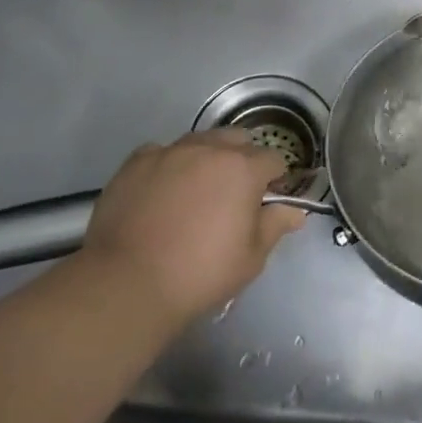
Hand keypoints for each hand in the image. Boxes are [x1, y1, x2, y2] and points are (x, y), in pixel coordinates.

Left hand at [75, 130, 306, 323]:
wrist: (126, 282)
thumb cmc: (199, 273)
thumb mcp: (250, 258)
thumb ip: (274, 226)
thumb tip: (294, 211)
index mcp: (243, 169)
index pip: (274, 159)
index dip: (276, 178)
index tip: (269, 199)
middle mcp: (209, 149)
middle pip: (237, 140)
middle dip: (243, 159)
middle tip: (235, 193)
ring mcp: (170, 151)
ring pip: (200, 141)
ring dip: (207, 158)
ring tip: (197, 190)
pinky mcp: (136, 162)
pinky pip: (162, 153)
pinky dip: (169, 166)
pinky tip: (162, 192)